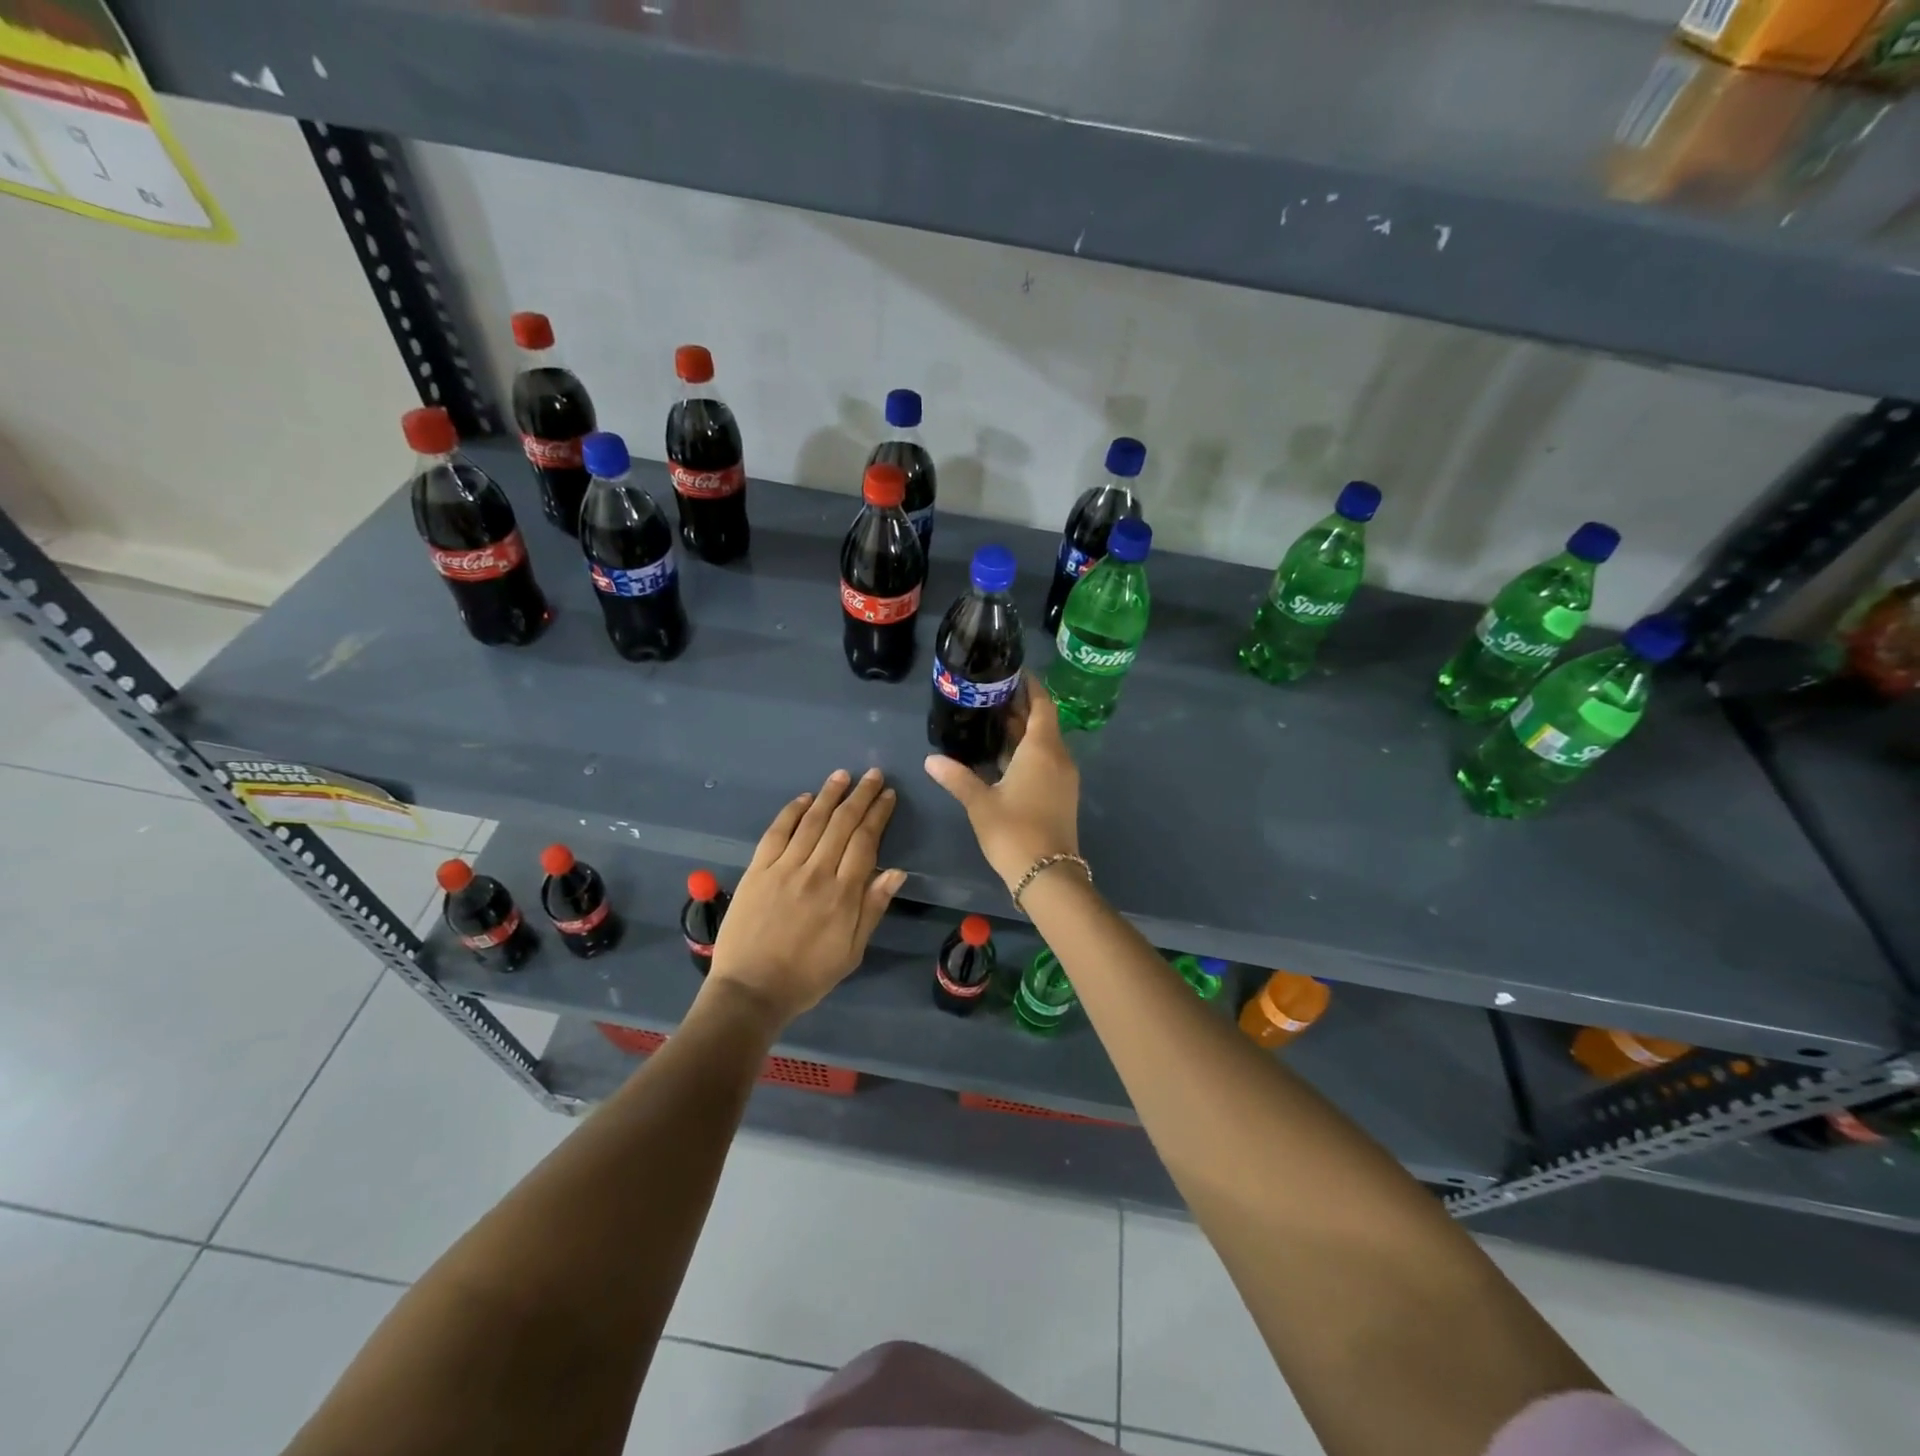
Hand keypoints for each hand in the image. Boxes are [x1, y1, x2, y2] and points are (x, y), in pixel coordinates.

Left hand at [706, 768, 906, 1027]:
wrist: (750, 991)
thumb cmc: (807, 976)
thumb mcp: (852, 951)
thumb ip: (872, 908)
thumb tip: (896, 872)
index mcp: (843, 894)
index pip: (865, 841)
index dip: (878, 815)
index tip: (888, 796)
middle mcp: (816, 872)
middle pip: (842, 824)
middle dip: (860, 796)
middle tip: (873, 775)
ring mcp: (783, 868)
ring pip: (811, 821)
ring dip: (829, 795)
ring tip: (842, 776)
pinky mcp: (757, 870)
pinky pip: (776, 832)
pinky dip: (791, 812)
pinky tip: (804, 798)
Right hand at [924, 673, 1080, 893]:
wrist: (1047, 875)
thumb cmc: (1014, 831)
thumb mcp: (980, 802)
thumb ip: (957, 777)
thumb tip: (931, 759)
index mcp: (1042, 750)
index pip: (1042, 705)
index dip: (1030, 686)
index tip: (1013, 672)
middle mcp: (1058, 757)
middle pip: (1042, 722)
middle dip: (1020, 707)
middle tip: (991, 693)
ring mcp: (1063, 778)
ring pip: (1044, 743)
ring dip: (1022, 731)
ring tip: (991, 719)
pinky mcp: (1061, 795)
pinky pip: (1045, 761)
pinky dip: (1026, 751)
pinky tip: (1002, 756)